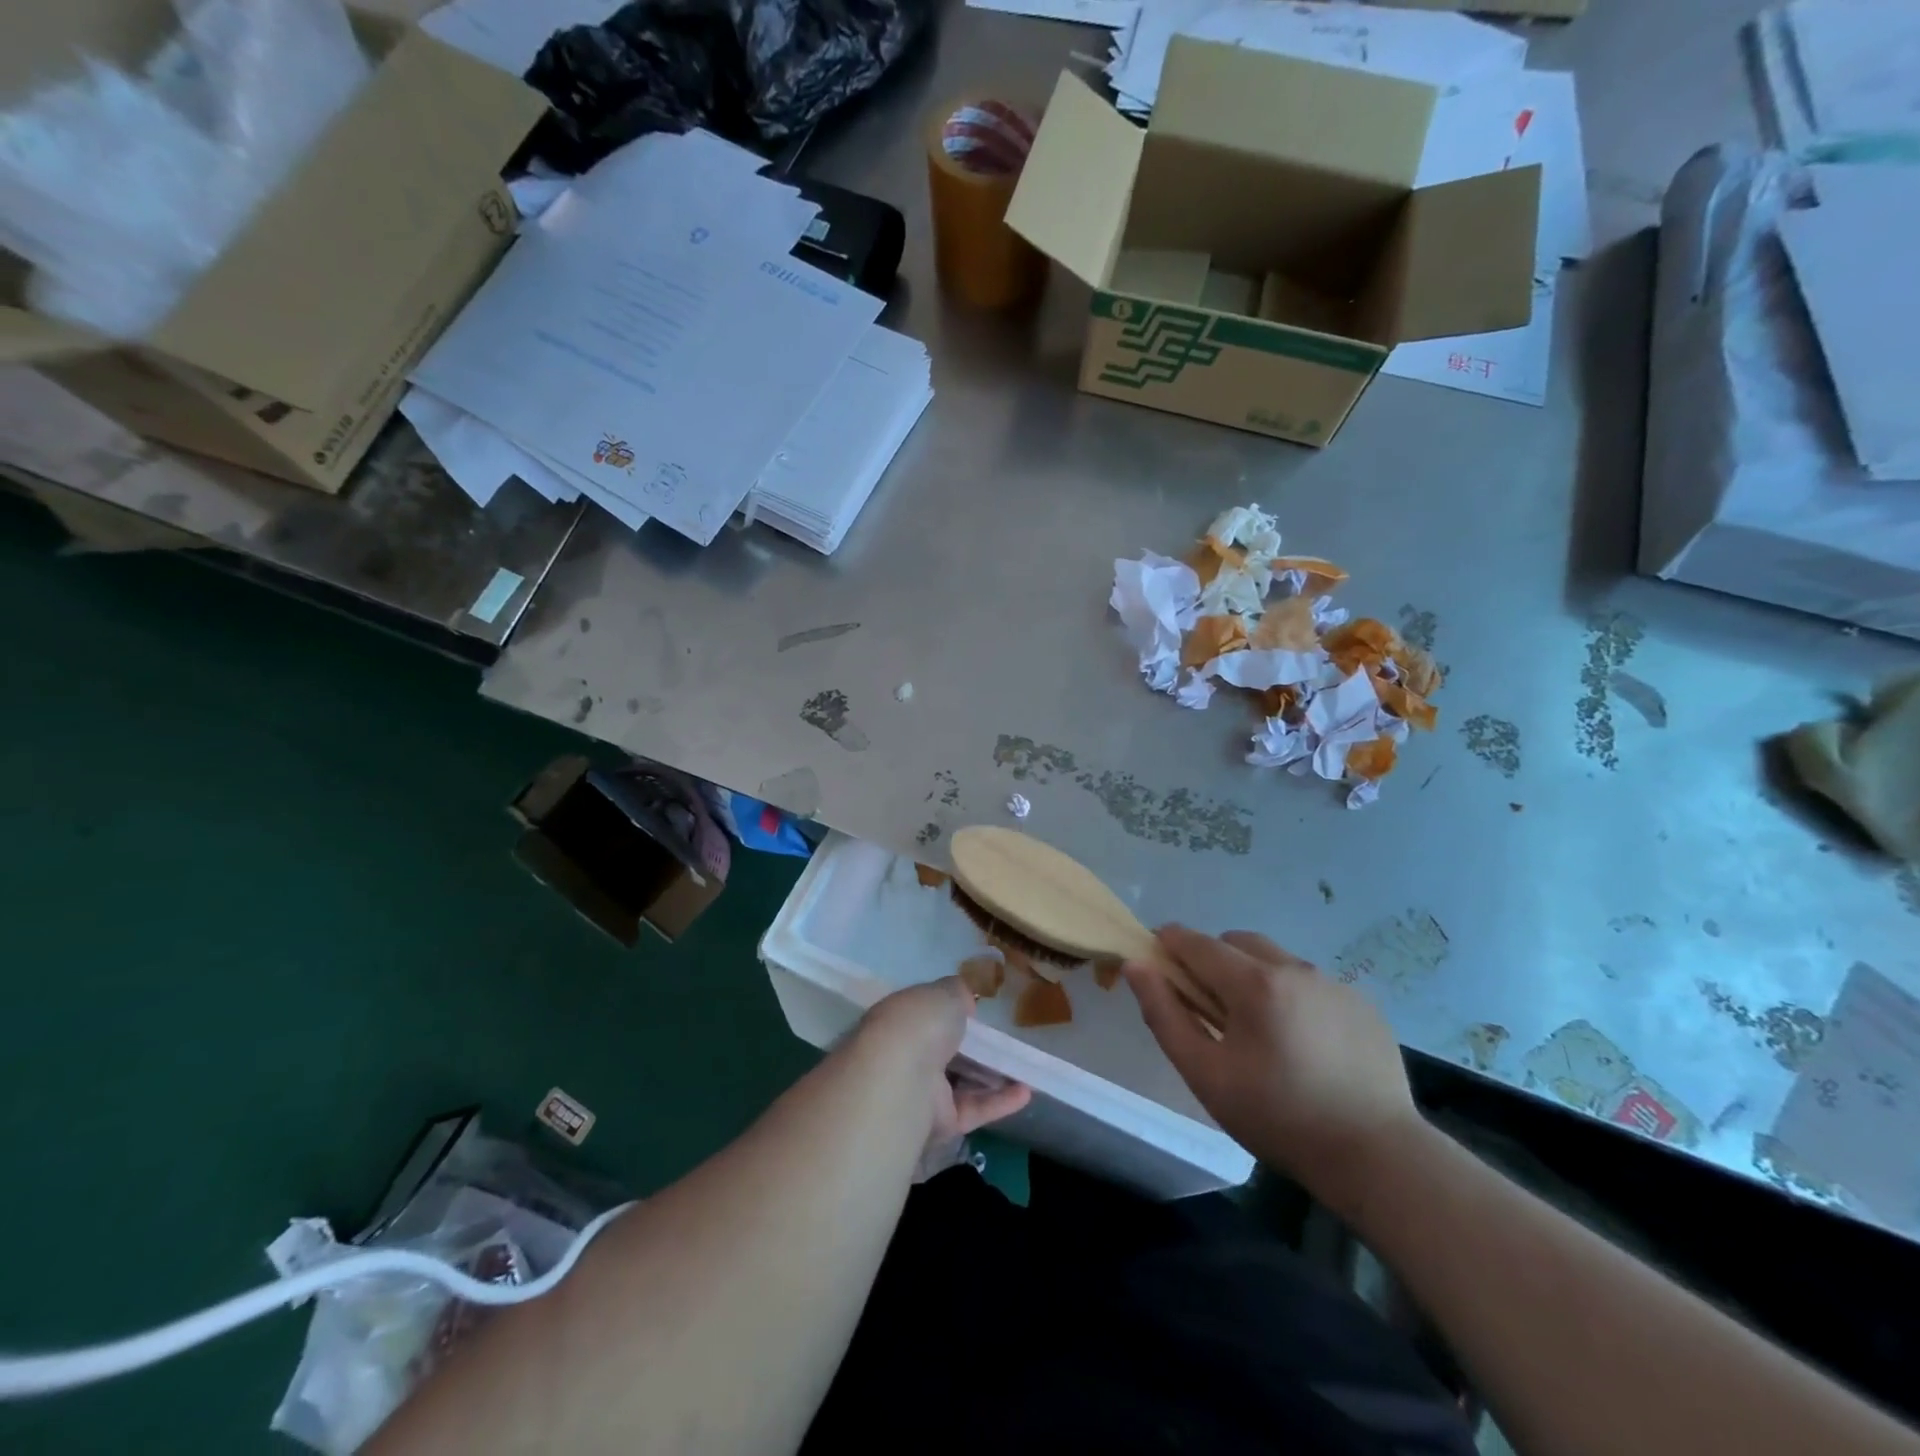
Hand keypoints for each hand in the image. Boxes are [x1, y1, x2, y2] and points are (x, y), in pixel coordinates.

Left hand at [854, 978, 1031, 1145]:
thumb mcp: (944, 993)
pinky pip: (974, 1108)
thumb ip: (958, 993)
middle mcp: (906, 1055)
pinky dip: (1000, 1101)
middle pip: (945, 1051)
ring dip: (993, 1076)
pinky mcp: (939, 1123)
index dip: (950, 1011)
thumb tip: (965, 1001)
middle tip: (1006, 1041)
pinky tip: (1027, 1092)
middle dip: (973, 1047)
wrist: (901, 1080)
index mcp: (900, 1020)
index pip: (926, 1015)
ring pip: (962, 1082)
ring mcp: (922, 1091)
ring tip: (1026, 1067)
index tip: (977, 1010)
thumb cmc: (919, 1024)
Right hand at [1124, 927, 1425, 1218]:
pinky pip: (1311, 982)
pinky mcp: (1363, 1003)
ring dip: (1254, 975)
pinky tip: (1301, 1042)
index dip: (1169, 943)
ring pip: (1276, 959)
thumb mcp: (1205, 1074)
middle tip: (1209, 1005)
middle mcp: (1294, 968)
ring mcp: (1333, 983)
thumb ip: (1164, 1014)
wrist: (1377, 1157)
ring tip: (1258, 1027)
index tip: (1157, 960)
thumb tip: (1137, 967)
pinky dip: (1292, 995)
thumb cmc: (1278, 1117)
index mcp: (1253, 983)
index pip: (1196, 941)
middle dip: (1212, 959)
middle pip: (1237, 942)